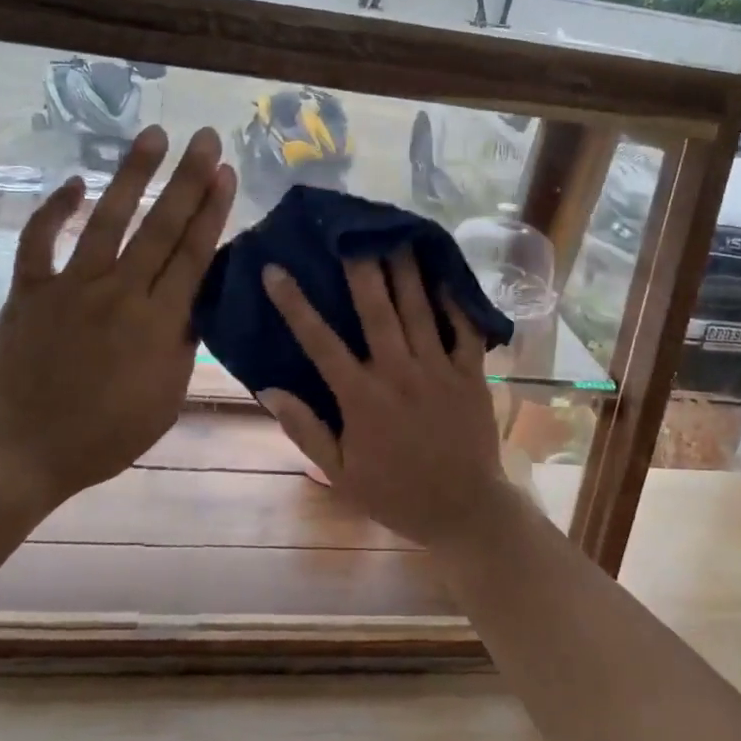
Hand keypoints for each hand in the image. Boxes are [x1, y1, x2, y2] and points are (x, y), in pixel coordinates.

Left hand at [0, 125, 234, 507]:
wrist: (25, 451)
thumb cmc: (108, 434)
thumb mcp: (168, 396)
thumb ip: (183, 342)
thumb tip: (196, 300)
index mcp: (159, 322)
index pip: (193, 254)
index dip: (212, 210)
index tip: (226, 172)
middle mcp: (120, 293)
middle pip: (161, 226)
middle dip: (187, 178)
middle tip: (205, 138)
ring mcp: (71, 288)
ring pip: (108, 220)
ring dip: (132, 175)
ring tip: (153, 136)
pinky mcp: (29, 292)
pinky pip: (40, 241)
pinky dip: (55, 210)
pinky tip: (76, 182)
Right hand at [258, 252, 516, 552]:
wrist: (464, 511)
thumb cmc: (397, 494)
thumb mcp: (341, 474)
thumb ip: (306, 430)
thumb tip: (269, 389)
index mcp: (362, 398)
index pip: (320, 343)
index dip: (295, 304)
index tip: (276, 270)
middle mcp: (399, 374)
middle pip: (377, 310)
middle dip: (362, 266)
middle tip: (351, 229)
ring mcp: (439, 370)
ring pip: (420, 310)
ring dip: (406, 270)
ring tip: (396, 233)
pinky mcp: (471, 374)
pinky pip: (465, 330)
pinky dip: (457, 300)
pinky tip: (447, 272)